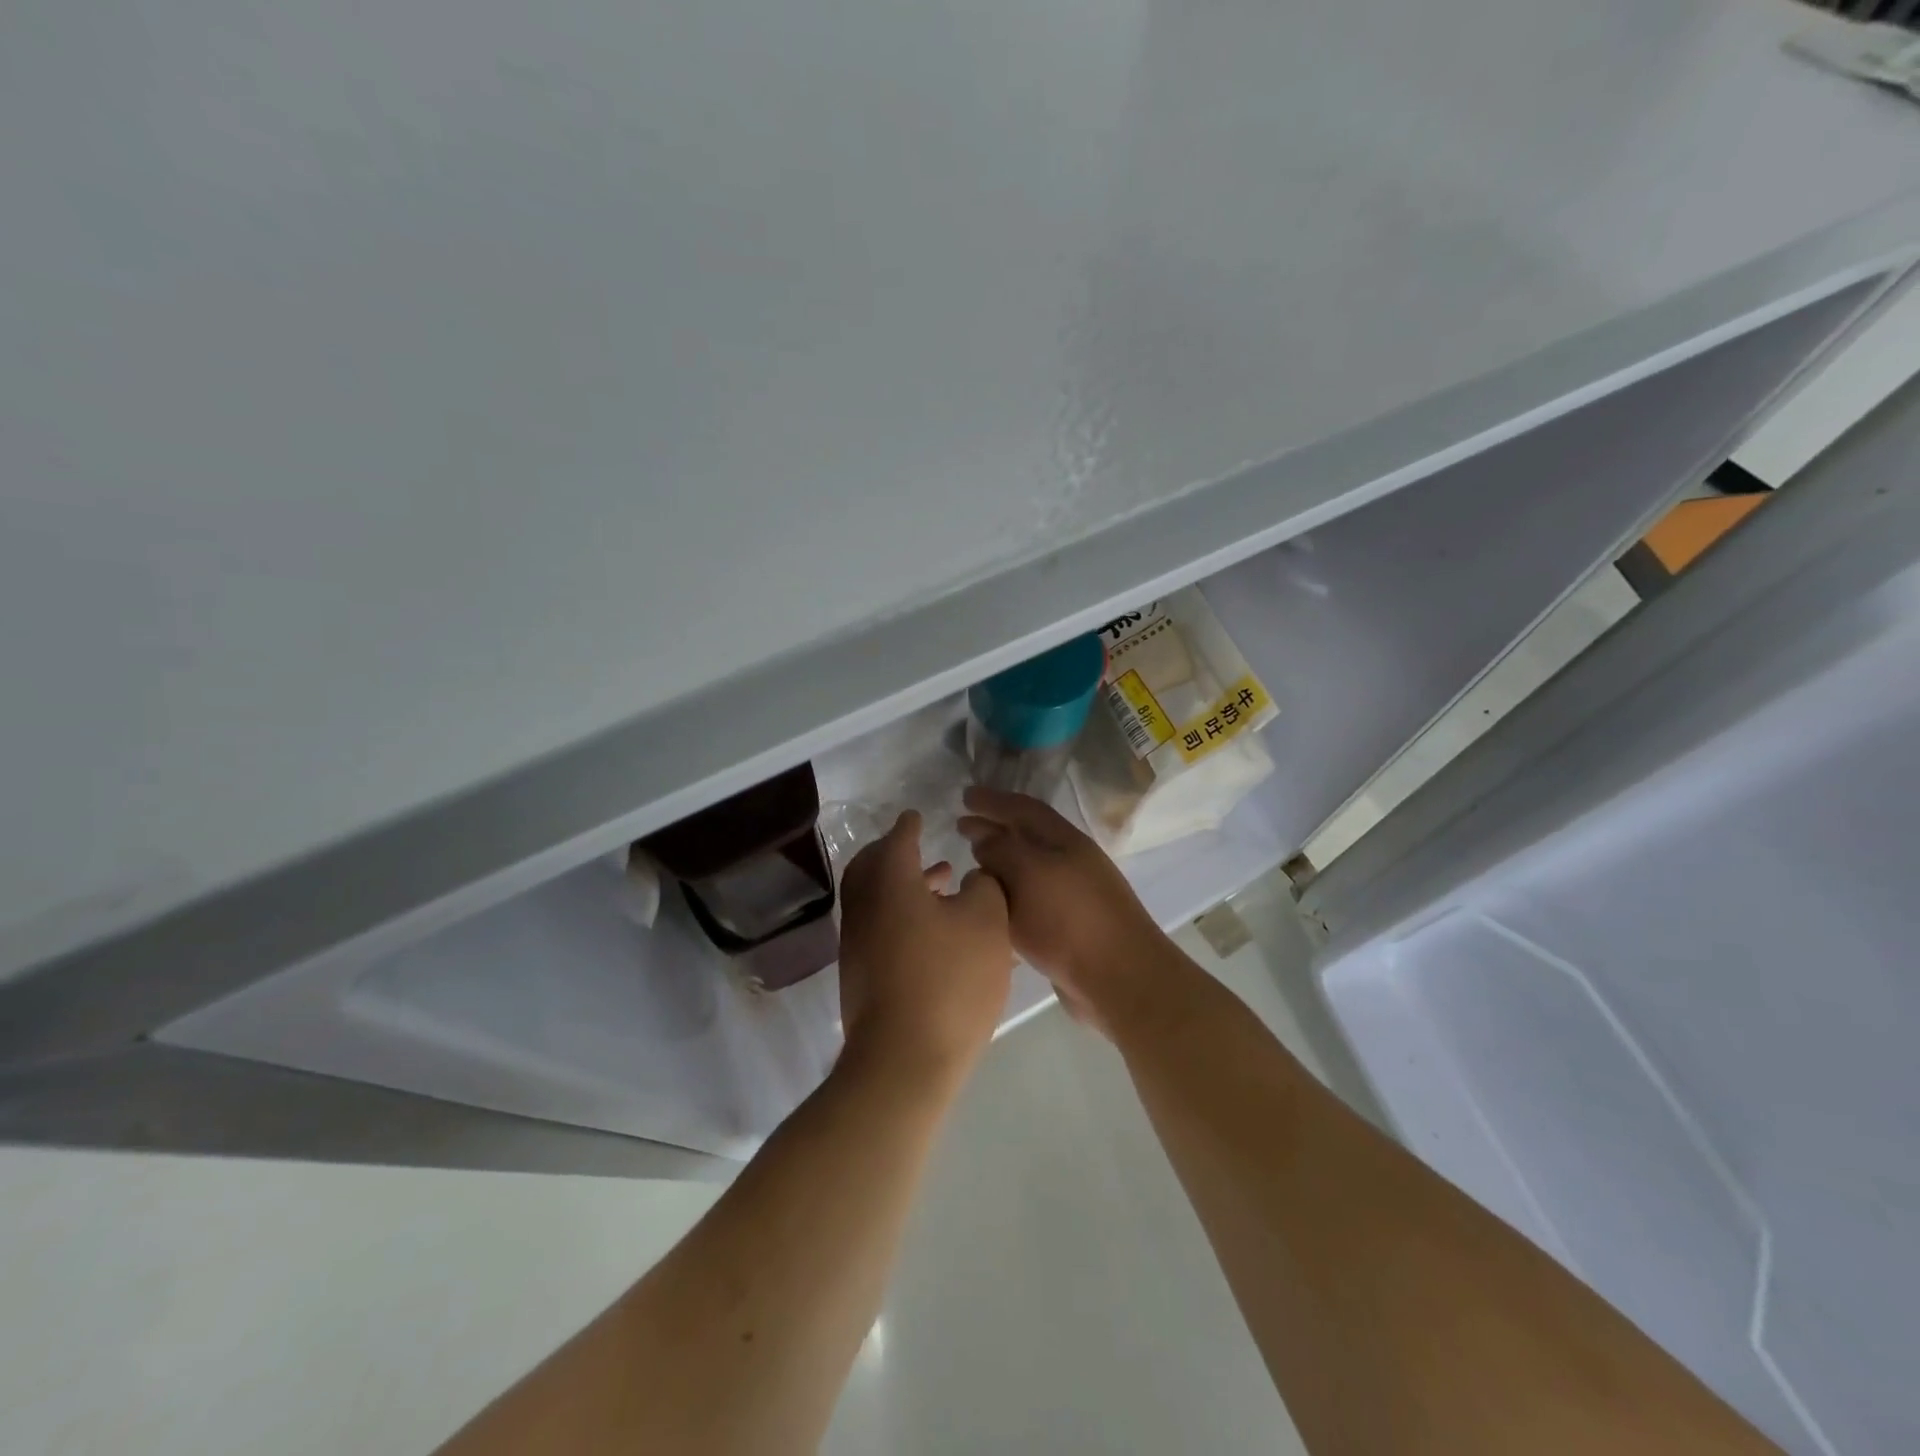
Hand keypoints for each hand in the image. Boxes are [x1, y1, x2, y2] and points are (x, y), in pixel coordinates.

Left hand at [837, 810, 1013, 1087]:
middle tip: (922, 849)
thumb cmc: (949, 980)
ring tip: (943, 886)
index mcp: (890, 883)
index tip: (916, 816)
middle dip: (896, 853)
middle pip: (872, 867)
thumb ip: (985, 887)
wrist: (904, 1060)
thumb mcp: (987, 923)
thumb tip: (973, 878)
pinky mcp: (860, 976)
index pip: (897, 840)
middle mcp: (864, 907)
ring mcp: (857, 944)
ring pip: (876, 899)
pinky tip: (934, 933)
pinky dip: (901, 915)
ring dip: (904, 886)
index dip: (909, 826)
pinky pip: (879, 927)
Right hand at [957, 787, 1168, 1037]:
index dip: (993, 800)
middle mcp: (1068, 862)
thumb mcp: (1029, 874)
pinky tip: (989, 908)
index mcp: (1064, 841)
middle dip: (992, 830)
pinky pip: (1029, 902)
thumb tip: (984, 839)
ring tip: (970, 869)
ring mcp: (1069, 896)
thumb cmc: (1070, 919)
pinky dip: (1007, 897)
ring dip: (998, 866)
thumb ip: (1001, 851)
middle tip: (959, 828)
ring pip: (1026, 871)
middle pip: (1025, 838)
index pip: (1023, 808)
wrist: (1118, 979)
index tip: (964, 796)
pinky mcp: (1066, 929)